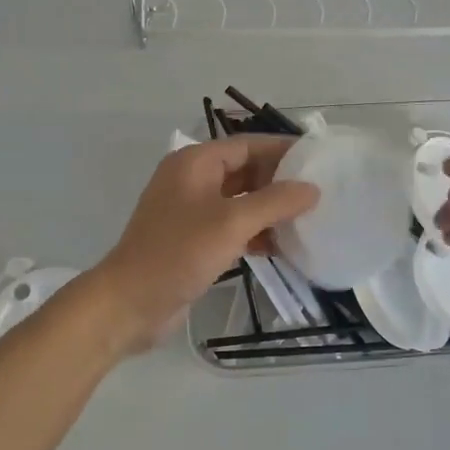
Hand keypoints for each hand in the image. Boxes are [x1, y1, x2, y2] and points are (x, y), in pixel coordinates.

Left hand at [89, 136, 319, 355]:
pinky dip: (255, 233)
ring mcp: (191, 212)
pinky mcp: (193, 241)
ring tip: (308, 220)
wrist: (129, 304)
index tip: (319, 159)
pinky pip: (232, 227)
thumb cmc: (178, 253)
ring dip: (270, 210)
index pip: (248, 145)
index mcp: (195, 163)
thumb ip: (275, 202)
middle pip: (245, 171)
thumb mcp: (231, 223)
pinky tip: (281, 247)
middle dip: (280, 182)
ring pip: (240, 201)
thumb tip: (312, 188)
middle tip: (320, 193)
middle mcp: (192, 180)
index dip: (283, 150)